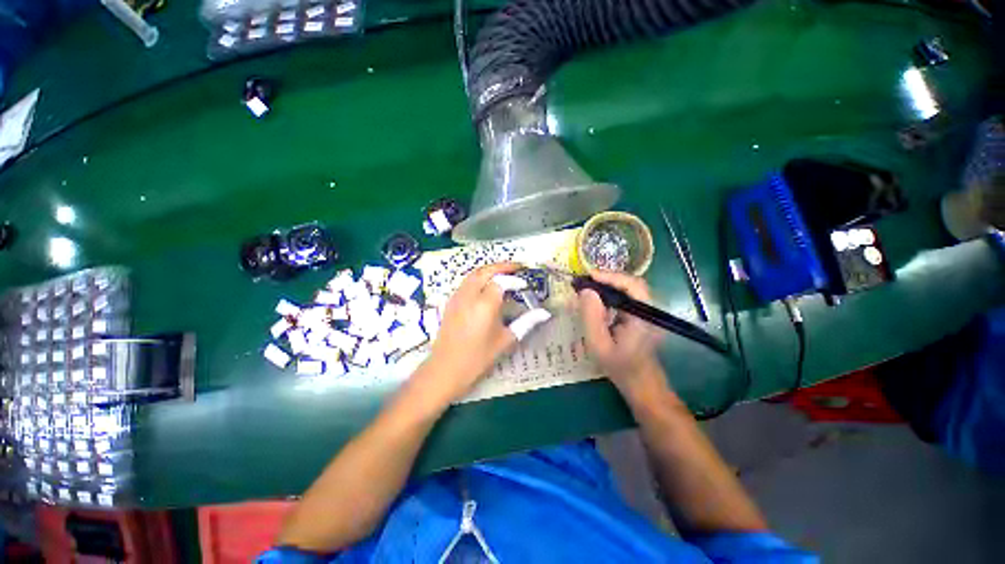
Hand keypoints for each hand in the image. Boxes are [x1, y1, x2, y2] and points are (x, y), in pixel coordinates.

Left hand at [423, 262, 522, 401]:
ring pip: (474, 274)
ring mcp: (457, 297)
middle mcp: (470, 295)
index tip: (526, 285)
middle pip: (486, 270)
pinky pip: (466, 282)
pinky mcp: (450, 302)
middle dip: (503, 266)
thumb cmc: (478, 357)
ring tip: (504, 274)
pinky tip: (487, 287)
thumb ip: (526, 322)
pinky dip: (479, 278)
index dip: (515, 280)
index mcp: (485, 303)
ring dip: (490, 270)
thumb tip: (545, 313)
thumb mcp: (506, 340)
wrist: (445, 370)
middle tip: (517, 267)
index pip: (502, 281)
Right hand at [577, 270, 673, 401]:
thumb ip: (591, 316)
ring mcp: (649, 312)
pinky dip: (613, 294)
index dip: (611, 277)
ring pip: (630, 290)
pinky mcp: (643, 315)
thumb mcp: (599, 344)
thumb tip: (585, 291)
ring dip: (610, 285)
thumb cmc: (620, 366)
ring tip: (589, 287)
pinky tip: (599, 299)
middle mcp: (651, 310)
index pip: (632, 285)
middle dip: (608, 279)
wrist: (640, 384)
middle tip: (586, 281)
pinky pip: (628, 298)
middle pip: (632, 284)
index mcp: (644, 316)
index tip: (589, 276)